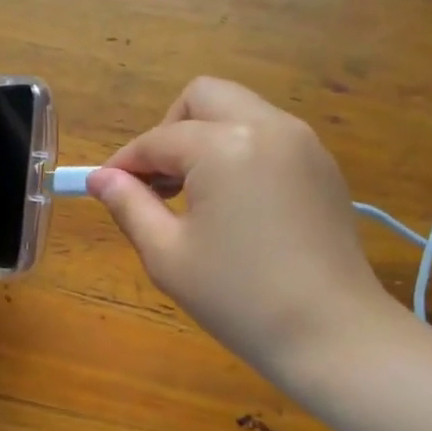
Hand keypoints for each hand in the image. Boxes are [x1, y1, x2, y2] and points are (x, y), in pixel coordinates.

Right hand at [88, 77, 394, 376]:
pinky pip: (270, 136)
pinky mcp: (323, 166)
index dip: (125, 162)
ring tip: (193, 194)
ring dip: (206, 137)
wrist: (331, 333)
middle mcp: (268, 127)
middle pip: (204, 97)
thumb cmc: (238, 299)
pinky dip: (241, 151)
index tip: (106, 188)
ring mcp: (304, 143)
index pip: (159, 139)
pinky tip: (235, 204)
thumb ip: (130, 206)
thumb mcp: (168, 255)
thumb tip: (100, 178)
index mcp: (225, 146)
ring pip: (241, 110)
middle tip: (157, 181)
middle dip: (170, 130)